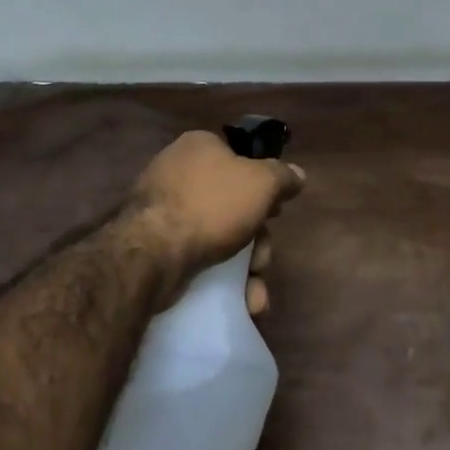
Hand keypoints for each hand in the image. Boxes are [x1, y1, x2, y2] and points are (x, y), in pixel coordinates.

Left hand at [129, 131, 306, 315]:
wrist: (152, 252)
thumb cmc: (211, 205)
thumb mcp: (261, 183)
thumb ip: (283, 176)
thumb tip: (297, 174)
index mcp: (200, 147)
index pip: (241, 161)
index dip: (264, 190)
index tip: (275, 214)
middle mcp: (178, 173)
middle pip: (235, 206)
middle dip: (258, 242)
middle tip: (262, 261)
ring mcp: (164, 211)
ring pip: (220, 238)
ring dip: (245, 269)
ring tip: (254, 295)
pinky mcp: (155, 246)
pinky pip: (197, 258)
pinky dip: (220, 279)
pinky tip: (239, 302)